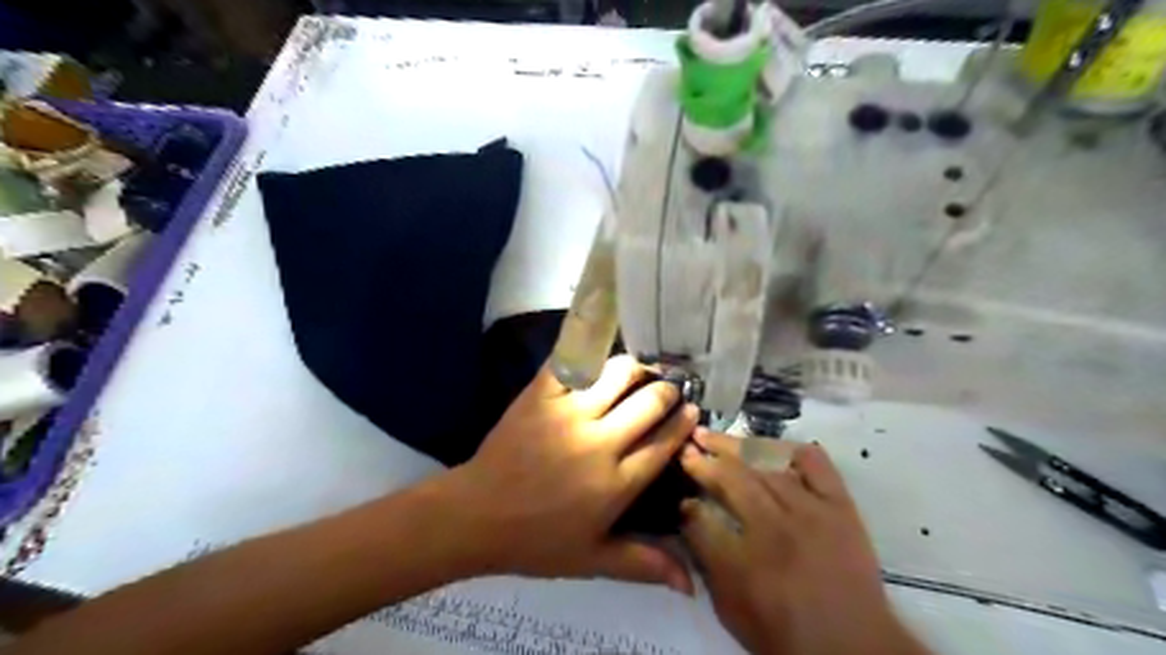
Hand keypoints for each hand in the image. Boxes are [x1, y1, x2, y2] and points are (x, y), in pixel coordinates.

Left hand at [448, 356, 699, 595]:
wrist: (476, 516)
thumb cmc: (536, 541)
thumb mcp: (592, 560)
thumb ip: (644, 564)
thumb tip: (691, 585)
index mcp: (615, 483)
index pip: (664, 443)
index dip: (683, 423)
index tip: (692, 409)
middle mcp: (599, 442)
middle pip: (648, 403)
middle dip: (667, 391)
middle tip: (668, 388)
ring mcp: (567, 414)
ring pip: (616, 374)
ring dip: (634, 368)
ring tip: (637, 370)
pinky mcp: (539, 396)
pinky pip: (571, 361)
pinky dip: (588, 353)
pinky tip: (598, 354)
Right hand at [680, 436, 926, 654]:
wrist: (855, 648)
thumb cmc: (785, 634)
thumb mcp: (730, 609)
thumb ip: (705, 561)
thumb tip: (688, 516)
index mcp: (744, 564)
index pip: (700, 517)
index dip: (684, 500)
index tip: (678, 490)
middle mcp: (775, 529)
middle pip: (729, 480)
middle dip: (701, 462)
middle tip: (686, 448)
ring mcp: (811, 511)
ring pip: (764, 464)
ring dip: (732, 447)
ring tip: (712, 437)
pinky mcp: (839, 505)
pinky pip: (813, 462)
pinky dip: (788, 449)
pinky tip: (768, 446)